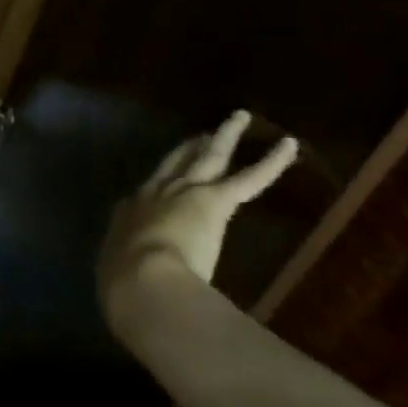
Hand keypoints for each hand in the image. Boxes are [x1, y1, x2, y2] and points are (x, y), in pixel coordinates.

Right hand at [98, 110, 297, 323]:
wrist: (141, 282)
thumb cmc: (124, 288)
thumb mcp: (118, 280)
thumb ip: (127, 275)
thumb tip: (129, 288)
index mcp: (129, 216)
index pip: (144, 196)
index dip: (155, 189)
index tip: (162, 185)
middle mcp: (154, 194)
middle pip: (174, 163)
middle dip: (188, 148)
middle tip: (201, 136)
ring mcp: (184, 191)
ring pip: (208, 157)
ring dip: (225, 137)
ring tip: (239, 118)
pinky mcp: (214, 200)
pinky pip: (248, 178)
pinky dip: (271, 162)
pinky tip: (289, 146)